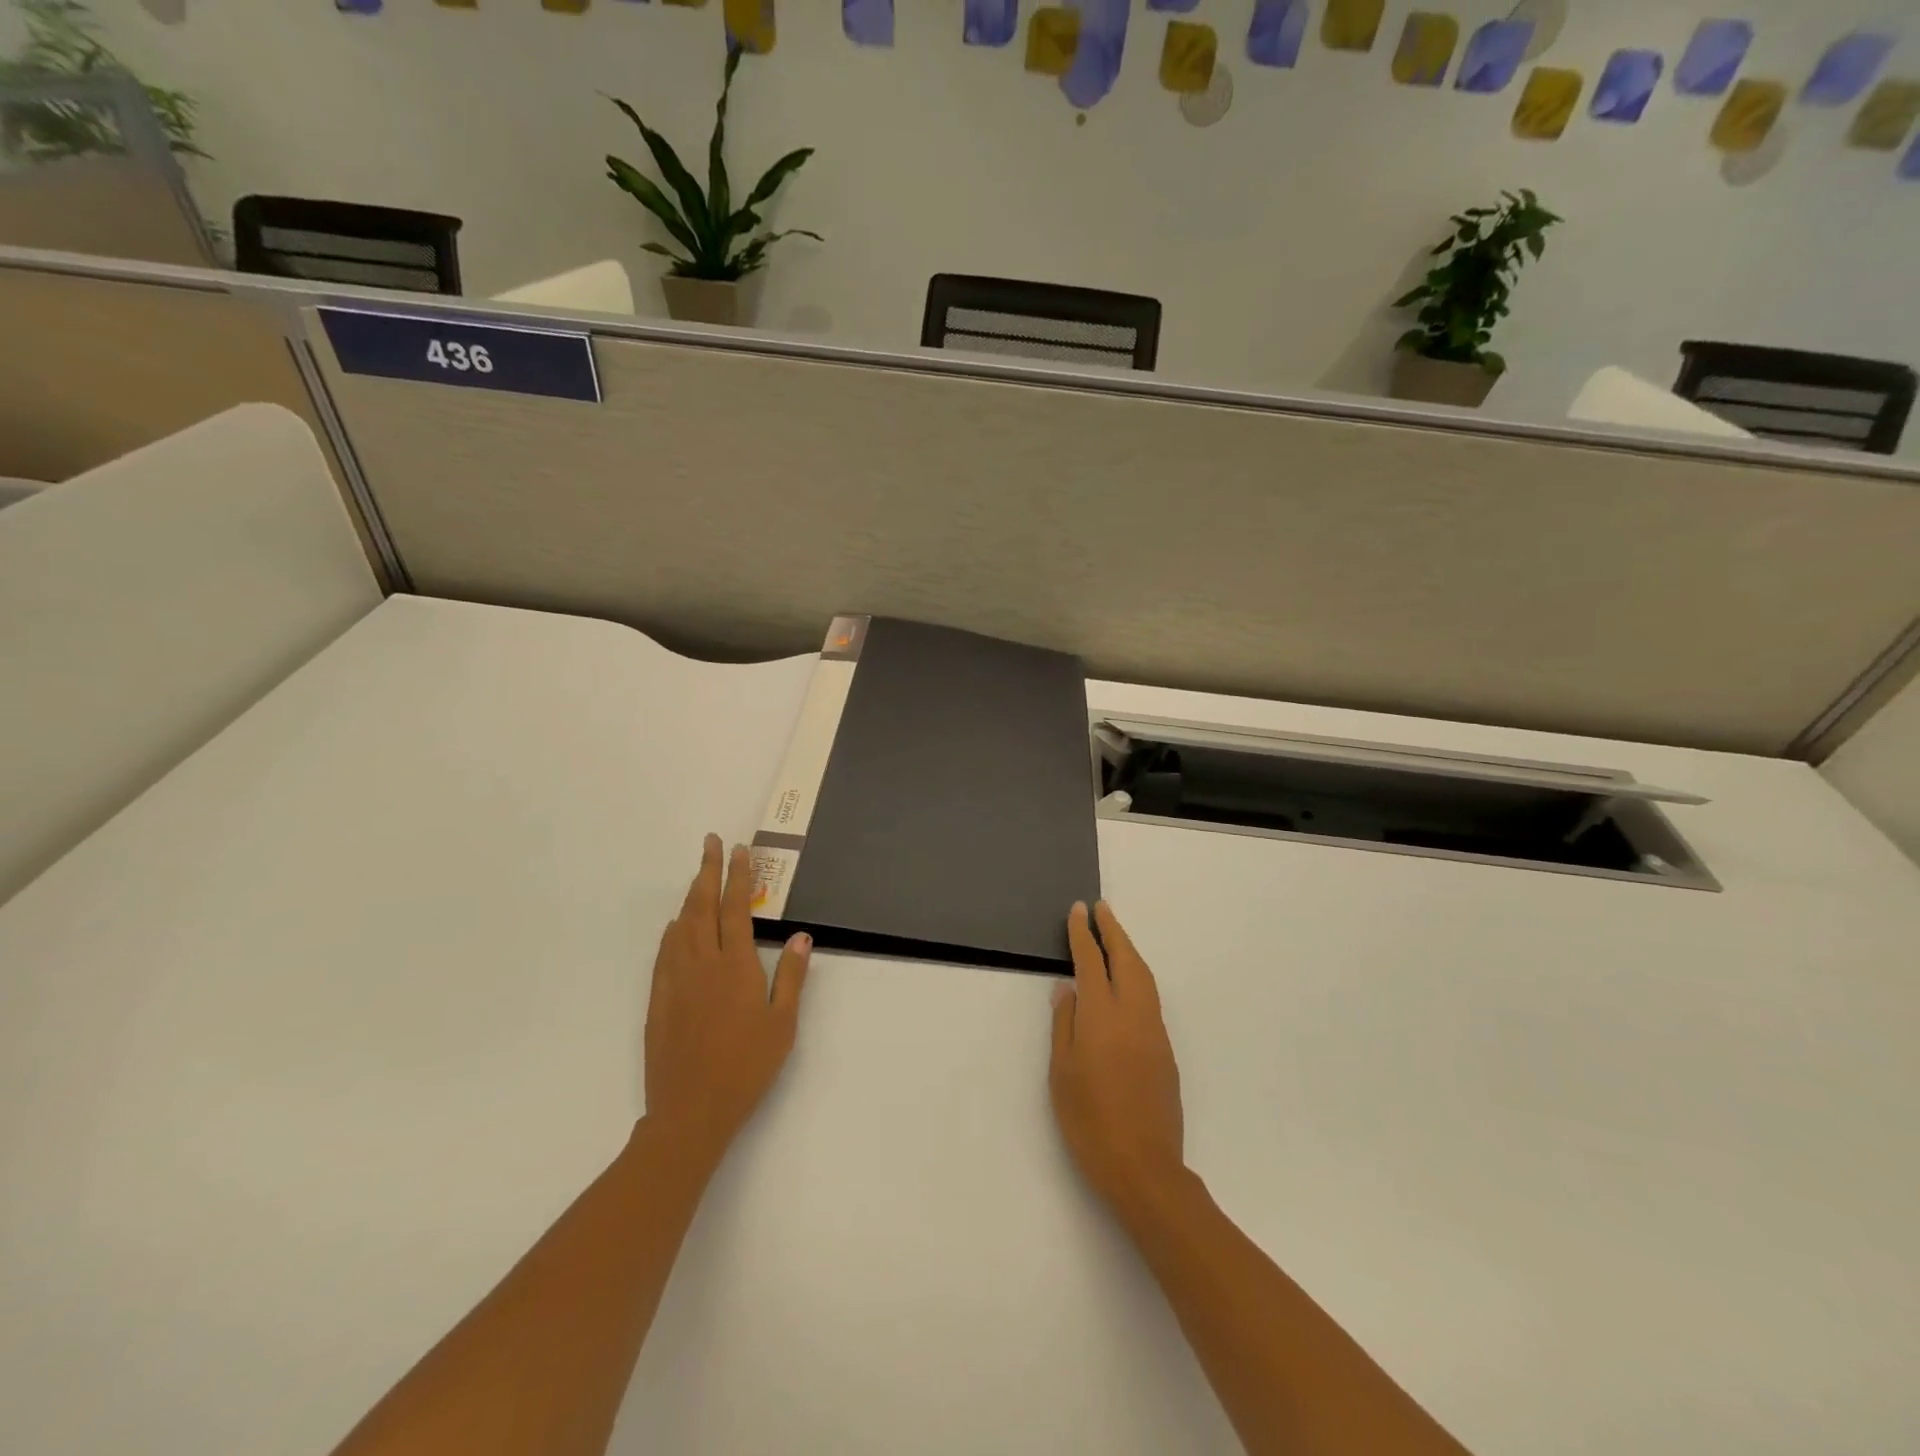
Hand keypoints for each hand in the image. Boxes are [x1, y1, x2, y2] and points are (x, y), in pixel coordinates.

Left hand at [643, 835, 811, 1171]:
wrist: (690, 1111)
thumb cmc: (746, 1067)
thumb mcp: (782, 1024)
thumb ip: (791, 977)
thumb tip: (801, 936)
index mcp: (736, 966)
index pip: (735, 909)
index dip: (737, 876)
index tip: (738, 850)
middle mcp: (702, 964)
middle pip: (702, 906)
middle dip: (707, 870)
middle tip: (710, 843)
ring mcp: (675, 980)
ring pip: (681, 925)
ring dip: (690, 895)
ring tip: (698, 875)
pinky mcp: (658, 1000)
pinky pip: (664, 952)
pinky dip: (672, 930)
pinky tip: (676, 926)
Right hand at [1049, 900, 1185, 1208]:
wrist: (1144, 1167)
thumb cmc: (1089, 1121)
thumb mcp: (1062, 1072)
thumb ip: (1064, 1023)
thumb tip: (1067, 987)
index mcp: (1102, 1016)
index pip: (1091, 962)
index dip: (1084, 934)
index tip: (1079, 910)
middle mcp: (1133, 1014)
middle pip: (1125, 959)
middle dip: (1113, 930)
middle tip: (1101, 908)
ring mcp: (1154, 1031)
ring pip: (1144, 976)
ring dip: (1128, 949)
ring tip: (1114, 934)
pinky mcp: (1165, 1050)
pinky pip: (1151, 997)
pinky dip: (1137, 974)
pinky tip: (1128, 980)